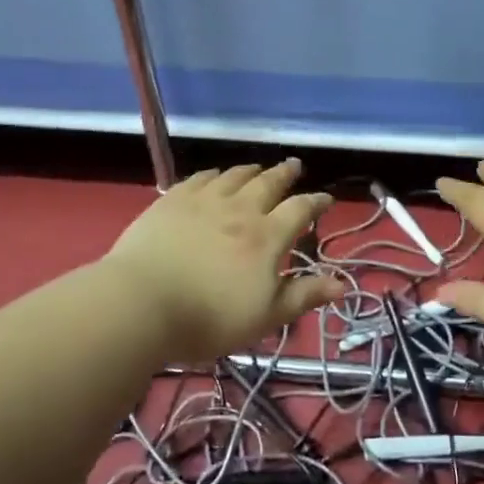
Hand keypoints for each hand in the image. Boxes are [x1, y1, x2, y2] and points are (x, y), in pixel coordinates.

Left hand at [103, 158, 342, 362]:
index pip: (300, 210)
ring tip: (258, 168)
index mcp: (266, 237)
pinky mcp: (171, 201)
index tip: (326, 199)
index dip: (316, 202)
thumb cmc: (209, 318)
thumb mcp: (266, 317)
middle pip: (268, 183)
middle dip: (285, 174)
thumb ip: (304, 296)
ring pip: (234, 176)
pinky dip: (214, 175)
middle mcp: (240, 210)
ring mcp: (203, 201)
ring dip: (251, 170)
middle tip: (295, 165)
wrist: (141, 304)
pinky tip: (214, 176)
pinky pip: (199, 179)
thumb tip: (342, 284)